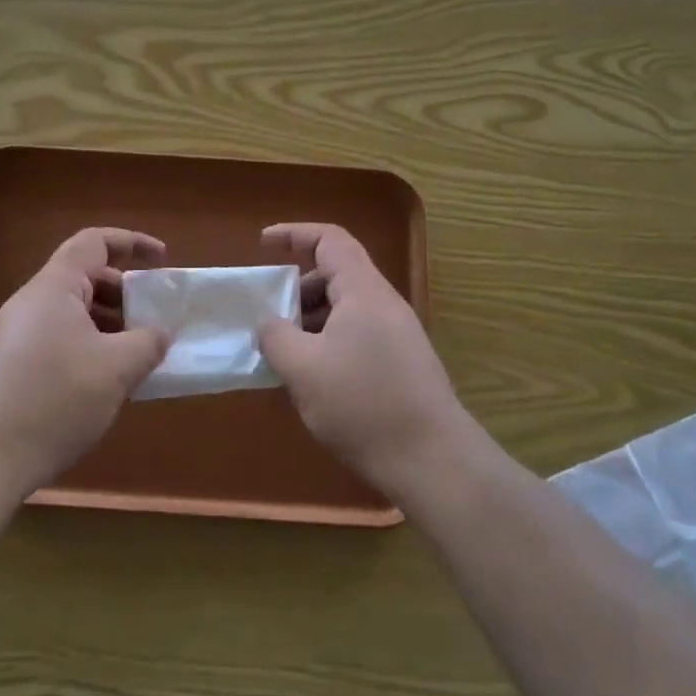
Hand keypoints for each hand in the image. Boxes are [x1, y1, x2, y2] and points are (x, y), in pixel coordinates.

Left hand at [0, 228, 168, 494]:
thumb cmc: (55, 399)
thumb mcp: (116, 369)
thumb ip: (147, 342)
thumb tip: (158, 333)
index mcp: (53, 288)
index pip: (94, 242)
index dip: (132, 242)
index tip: (163, 259)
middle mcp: (30, 302)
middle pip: (84, 277)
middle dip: (124, 292)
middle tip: (152, 319)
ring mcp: (16, 334)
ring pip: (71, 312)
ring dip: (108, 324)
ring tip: (134, 355)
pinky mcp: (10, 365)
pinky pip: (58, 338)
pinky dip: (88, 346)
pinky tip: (103, 381)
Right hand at [258, 223, 464, 496]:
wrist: (433, 461)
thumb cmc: (363, 405)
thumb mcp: (303, 370)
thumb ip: (276, 337)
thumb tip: (269, 324)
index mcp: (364, 291)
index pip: (330, 239)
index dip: (294, 234)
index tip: (262, 245)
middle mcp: (384, 304)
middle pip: (336, 275)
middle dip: (297, 289)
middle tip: (270, 318)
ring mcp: (397, 335)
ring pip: (345, 309)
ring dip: (310, 321)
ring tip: (285, 355)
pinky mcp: (402, 364)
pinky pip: (356, 336)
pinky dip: (327, 344)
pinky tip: (313, 381)